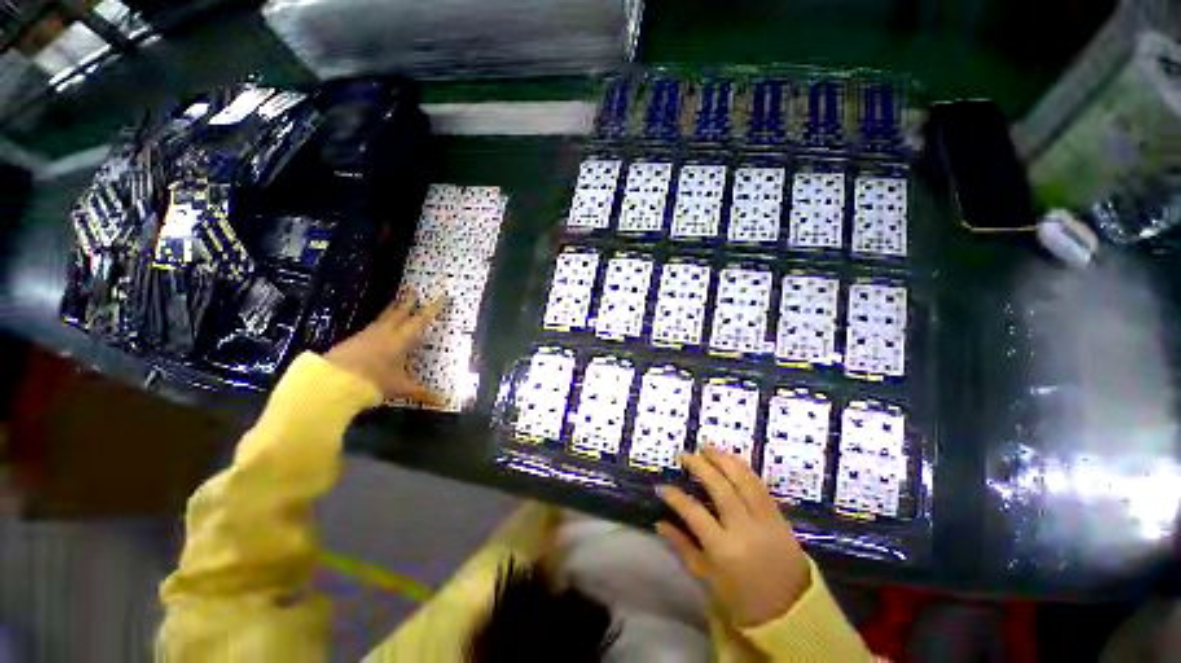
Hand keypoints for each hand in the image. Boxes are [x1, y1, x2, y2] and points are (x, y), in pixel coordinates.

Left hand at [324, 295, 444, 404]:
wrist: (333, 381)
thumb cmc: (373, 381)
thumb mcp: (400, 388)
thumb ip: (422, 393)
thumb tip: (444, 402)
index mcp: (401, 339)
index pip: (421, 320)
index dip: (432, 308)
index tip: (441, 296)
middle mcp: (385, 332)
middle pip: (399, 312)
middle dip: (408, 302)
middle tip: (414, 290)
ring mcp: (367, 335)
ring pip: (383, 317)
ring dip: (392, 309)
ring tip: (396, 302)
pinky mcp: (353, 340)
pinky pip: (371, 326)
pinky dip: (379, 322)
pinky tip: (377, 327)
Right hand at [656, 446, 810, 627]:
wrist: (793, 612)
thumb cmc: (744, 600)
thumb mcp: (708, 578)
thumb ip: (683, 547)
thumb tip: (659, 522)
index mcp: (724, 550)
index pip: (694, 513)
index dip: (676, 497)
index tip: (662, 486)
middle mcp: (745, 529)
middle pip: (721, 488)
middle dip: (700, 466)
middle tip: (685, 455)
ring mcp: (765, 520)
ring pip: (743, 480)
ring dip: (723, 459)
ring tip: (707, 448)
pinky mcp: (780, 516)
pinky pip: (760, 485)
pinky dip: (744, 468)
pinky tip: (731, 459)